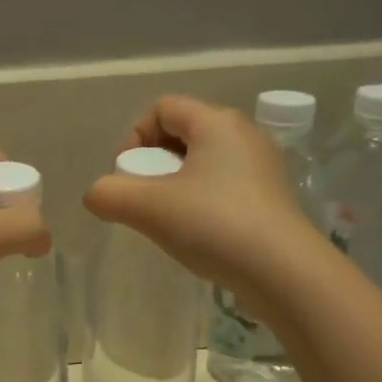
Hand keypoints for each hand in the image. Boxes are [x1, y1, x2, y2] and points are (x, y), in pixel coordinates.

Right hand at [83, 94, 313, 296]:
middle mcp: (244, 134)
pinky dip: (201, 202)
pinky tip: (196, 234)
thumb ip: (108, 194)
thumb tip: (97, 195)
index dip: (134, 137)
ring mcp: (263, 167)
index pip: (162, 108)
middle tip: (143, 199)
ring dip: (175, 185)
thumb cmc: (214, 225)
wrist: (284, 273)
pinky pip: (224, 186)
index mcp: (217, 122)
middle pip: (183, 133)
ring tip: (166, 220)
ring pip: (203, 162)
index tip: (126, 175)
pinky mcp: (271, 198)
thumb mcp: (147, 208)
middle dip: (153, 163)